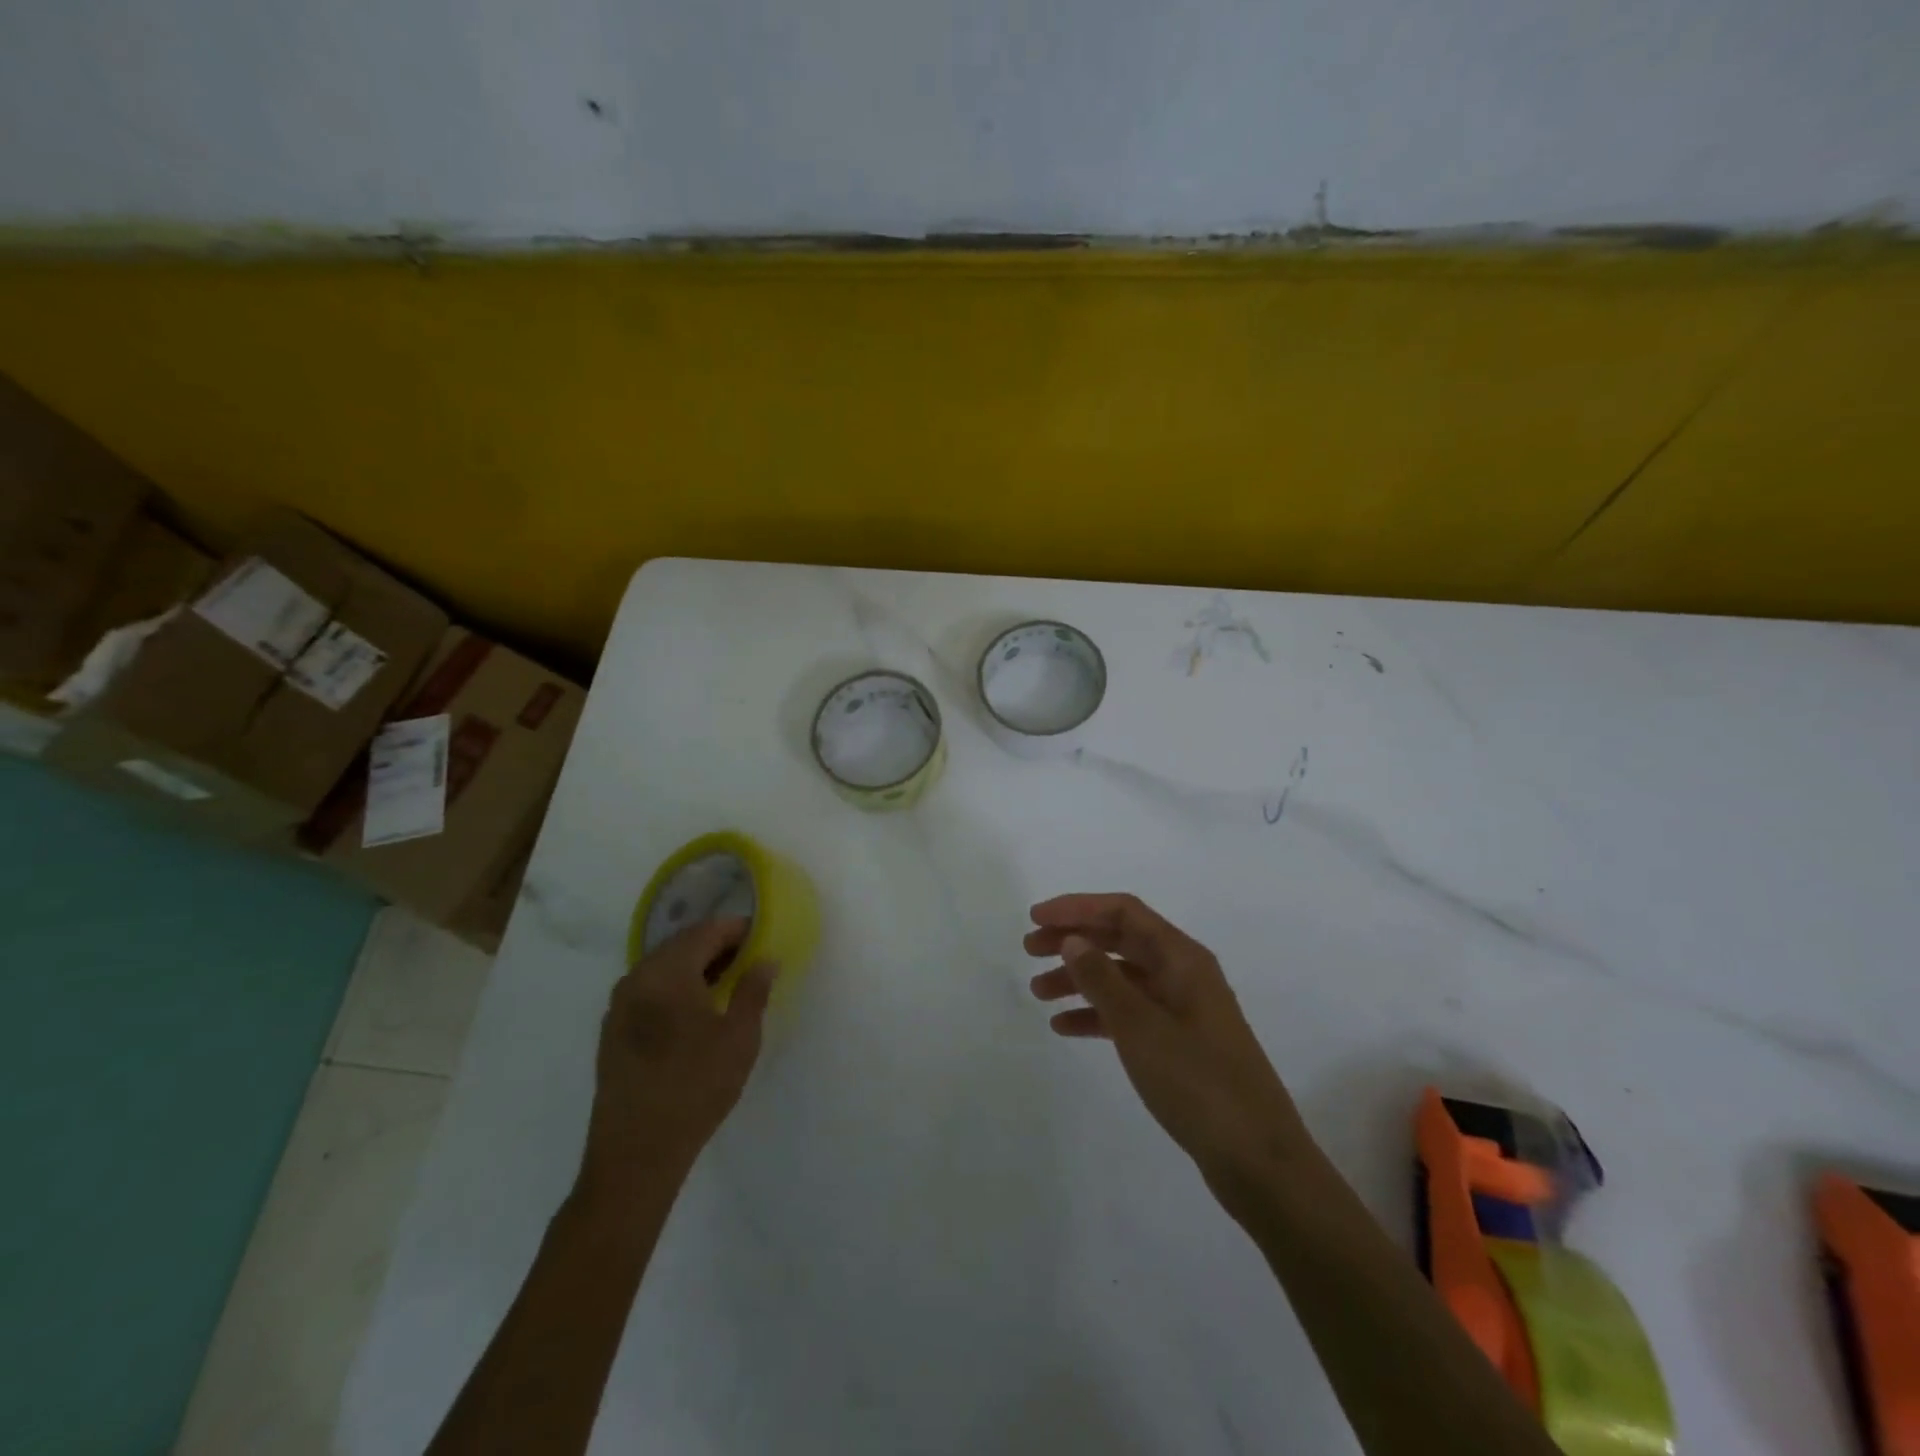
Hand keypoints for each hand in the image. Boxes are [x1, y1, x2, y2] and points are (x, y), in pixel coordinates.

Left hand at [579, 919, 774, 1195]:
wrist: (635, 1154)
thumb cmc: (695, 1088)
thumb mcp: (740, 1038)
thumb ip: (753, 991)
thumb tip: (765, 960)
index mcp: (668, 972)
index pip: (706, 931)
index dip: (737, 929)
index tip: (762, 936)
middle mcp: (637, 978)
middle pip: (681, 944)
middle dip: (716, 945)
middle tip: (748, 959)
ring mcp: (619, 1004)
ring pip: (662, 967)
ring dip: (694, 966)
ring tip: (726, 983)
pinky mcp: (612, 1030)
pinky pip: (648, 990)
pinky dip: (674, 987)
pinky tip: (693, 1010)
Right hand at [1026, 893, 1307, 1198]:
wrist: (1257, 1159)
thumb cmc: (1198, 1081)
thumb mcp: (1140, 1026)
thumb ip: (1102, 979)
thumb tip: (1072, 940)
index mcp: (1182, 957)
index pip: (1123, 912)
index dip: (1077, 908)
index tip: (1035, 918)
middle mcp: (1183, 973)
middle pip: (1120, 940)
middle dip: (1073, 940)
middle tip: (1028, 950)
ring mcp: (1182, 1009)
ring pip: (1121, 978)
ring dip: (1079, 979)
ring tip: (1038, 992)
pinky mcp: (1178, 1042)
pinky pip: (1130, 1013)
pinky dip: (1097, 1014)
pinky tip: (1065, 1027)